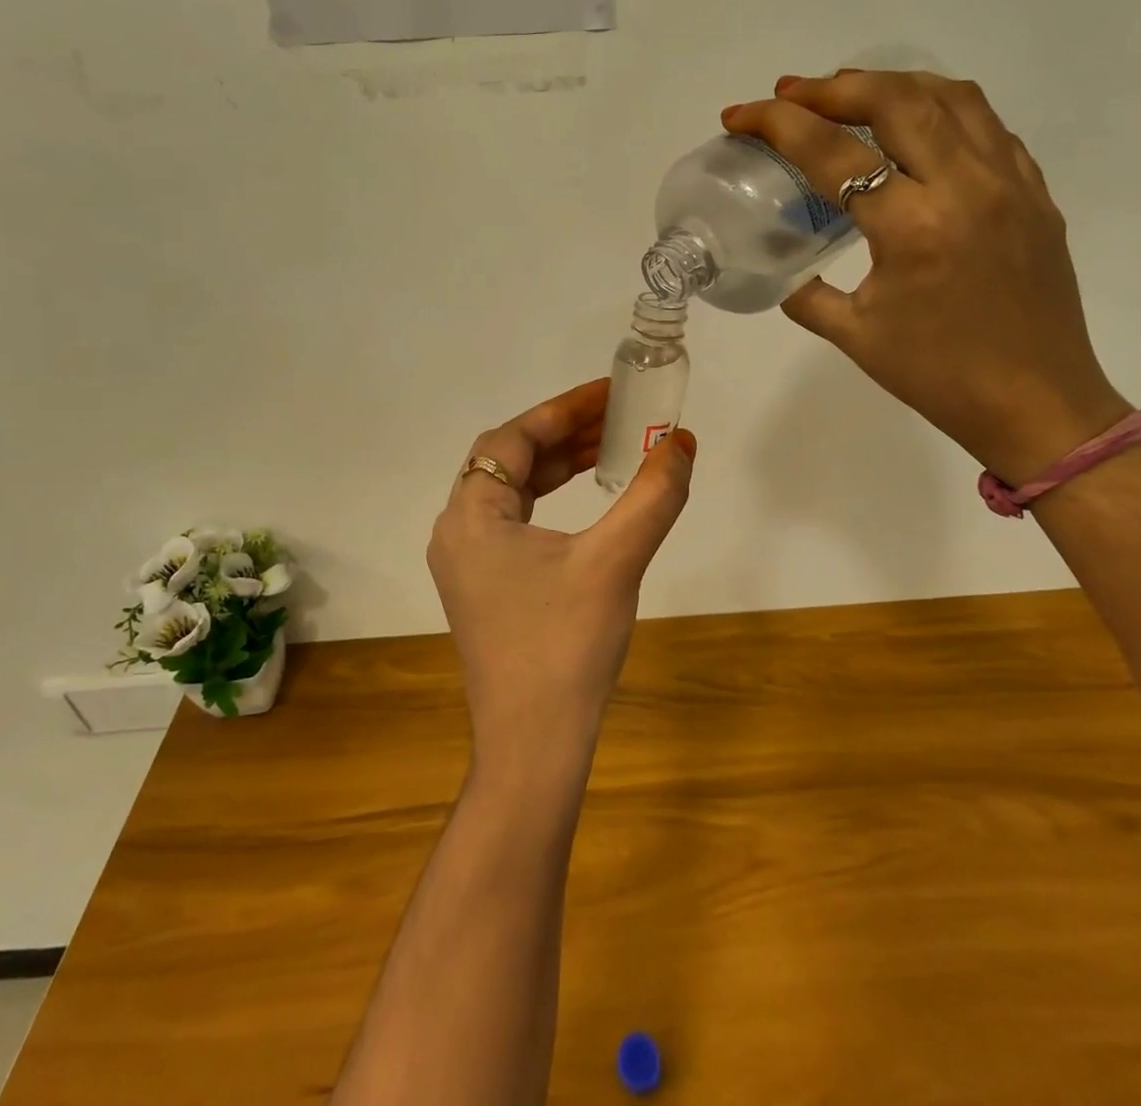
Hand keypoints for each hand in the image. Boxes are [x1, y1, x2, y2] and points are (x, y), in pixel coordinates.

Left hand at [428, 379, 696, 786]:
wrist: (534, 746)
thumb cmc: (565, 646)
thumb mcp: (615, 561)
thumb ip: (652, 496)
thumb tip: (683, 443)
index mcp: (470, 517)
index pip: (512, 439)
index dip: (562, 410)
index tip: (610, 394)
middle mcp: (458, 532)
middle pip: (508, 461)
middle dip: (563, 434)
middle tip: (617, 417)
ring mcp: (468, 564)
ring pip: (512, 492)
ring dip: (558, 465)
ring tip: (611, 449)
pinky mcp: (484, 588)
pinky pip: (515, 523)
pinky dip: (550, 500)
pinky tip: (586, 499)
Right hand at [722, 70, 1127, 483]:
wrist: (1038, 404)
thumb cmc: (940, 377)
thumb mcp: (855, 338)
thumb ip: (806, 295)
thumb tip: (784, 271)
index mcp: (911, 228)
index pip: (832, 152)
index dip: (777, 124)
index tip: (740, 115)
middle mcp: (965, 187)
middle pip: (895, 98)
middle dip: (832, 87)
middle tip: (792, 94)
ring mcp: (1009, 182)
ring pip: (950, 96)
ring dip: (890, 84)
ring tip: (850, 95)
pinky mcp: (1035, 191)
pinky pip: (987, 125)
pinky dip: (942, 109)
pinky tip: (917, 129)